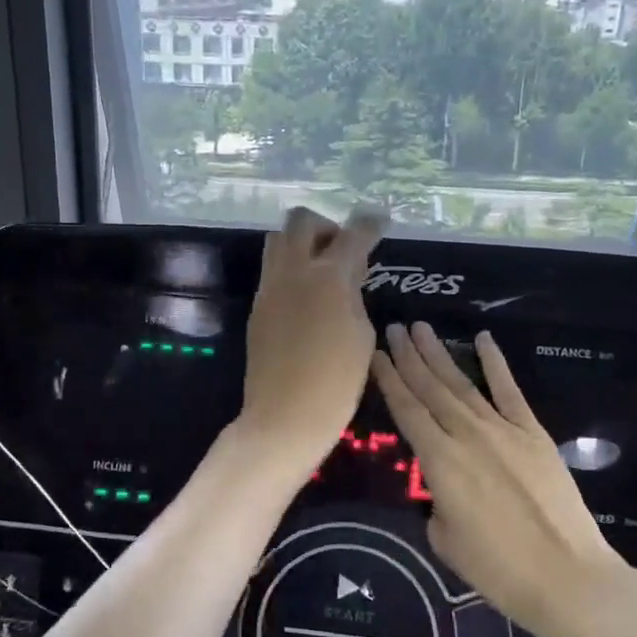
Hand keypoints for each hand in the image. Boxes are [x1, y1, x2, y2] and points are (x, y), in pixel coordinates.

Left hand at [237, 207, 385, 481]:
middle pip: (301, 221)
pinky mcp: (257, 307)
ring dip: (302, 244)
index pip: (352, 234)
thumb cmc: (337, 381)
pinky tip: (307, 297)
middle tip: (343, 251)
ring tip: (323, 273)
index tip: (379, 219)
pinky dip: (291, 269)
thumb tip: (346, 277)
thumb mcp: (361, 334)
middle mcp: (292, 272)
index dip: (369, 224)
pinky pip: (273, 270)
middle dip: (326, 226)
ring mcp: (269, 288)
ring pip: (278, 240)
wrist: (284, 417)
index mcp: (327, 276)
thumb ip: (353, 294)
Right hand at [371, 322, 632, 636]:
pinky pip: (510, 391)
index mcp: (440, 461)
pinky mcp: (534, 434)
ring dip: (439, 354)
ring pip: (462, 384)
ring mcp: (503, 430)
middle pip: (430, 388)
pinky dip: (495, 363)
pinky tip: (483, 339)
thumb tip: (442, 489)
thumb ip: (436, 503)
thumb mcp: (445, 539)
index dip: (388, 379)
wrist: (567, 577)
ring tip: (421, 327)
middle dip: (408, 356)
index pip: (406, 410)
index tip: (374, 353)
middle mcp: (467, 435)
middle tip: (392, 328)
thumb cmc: (498, 569)